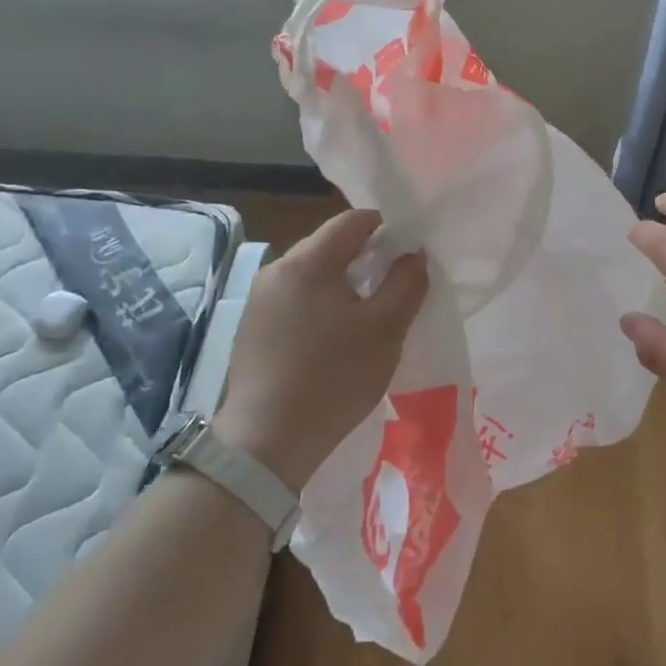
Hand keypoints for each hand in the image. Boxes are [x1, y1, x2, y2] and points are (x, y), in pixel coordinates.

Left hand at [214, 208, 427, 490]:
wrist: (265, 444)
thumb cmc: (333, 378)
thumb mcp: (386, 330)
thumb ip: (406, 283)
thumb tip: (414, 254)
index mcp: (307, 262)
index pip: (353, 221)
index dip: (387, 228)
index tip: (409, 254)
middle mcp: (276, 269)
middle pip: (330, 245)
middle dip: (365, 258)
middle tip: (393, 288)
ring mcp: (258, 299)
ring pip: (312, 274)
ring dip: (343, 284)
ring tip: (366, 317)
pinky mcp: (251, 328)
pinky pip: (295, 299)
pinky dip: (320, 305)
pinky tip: (332, 339)